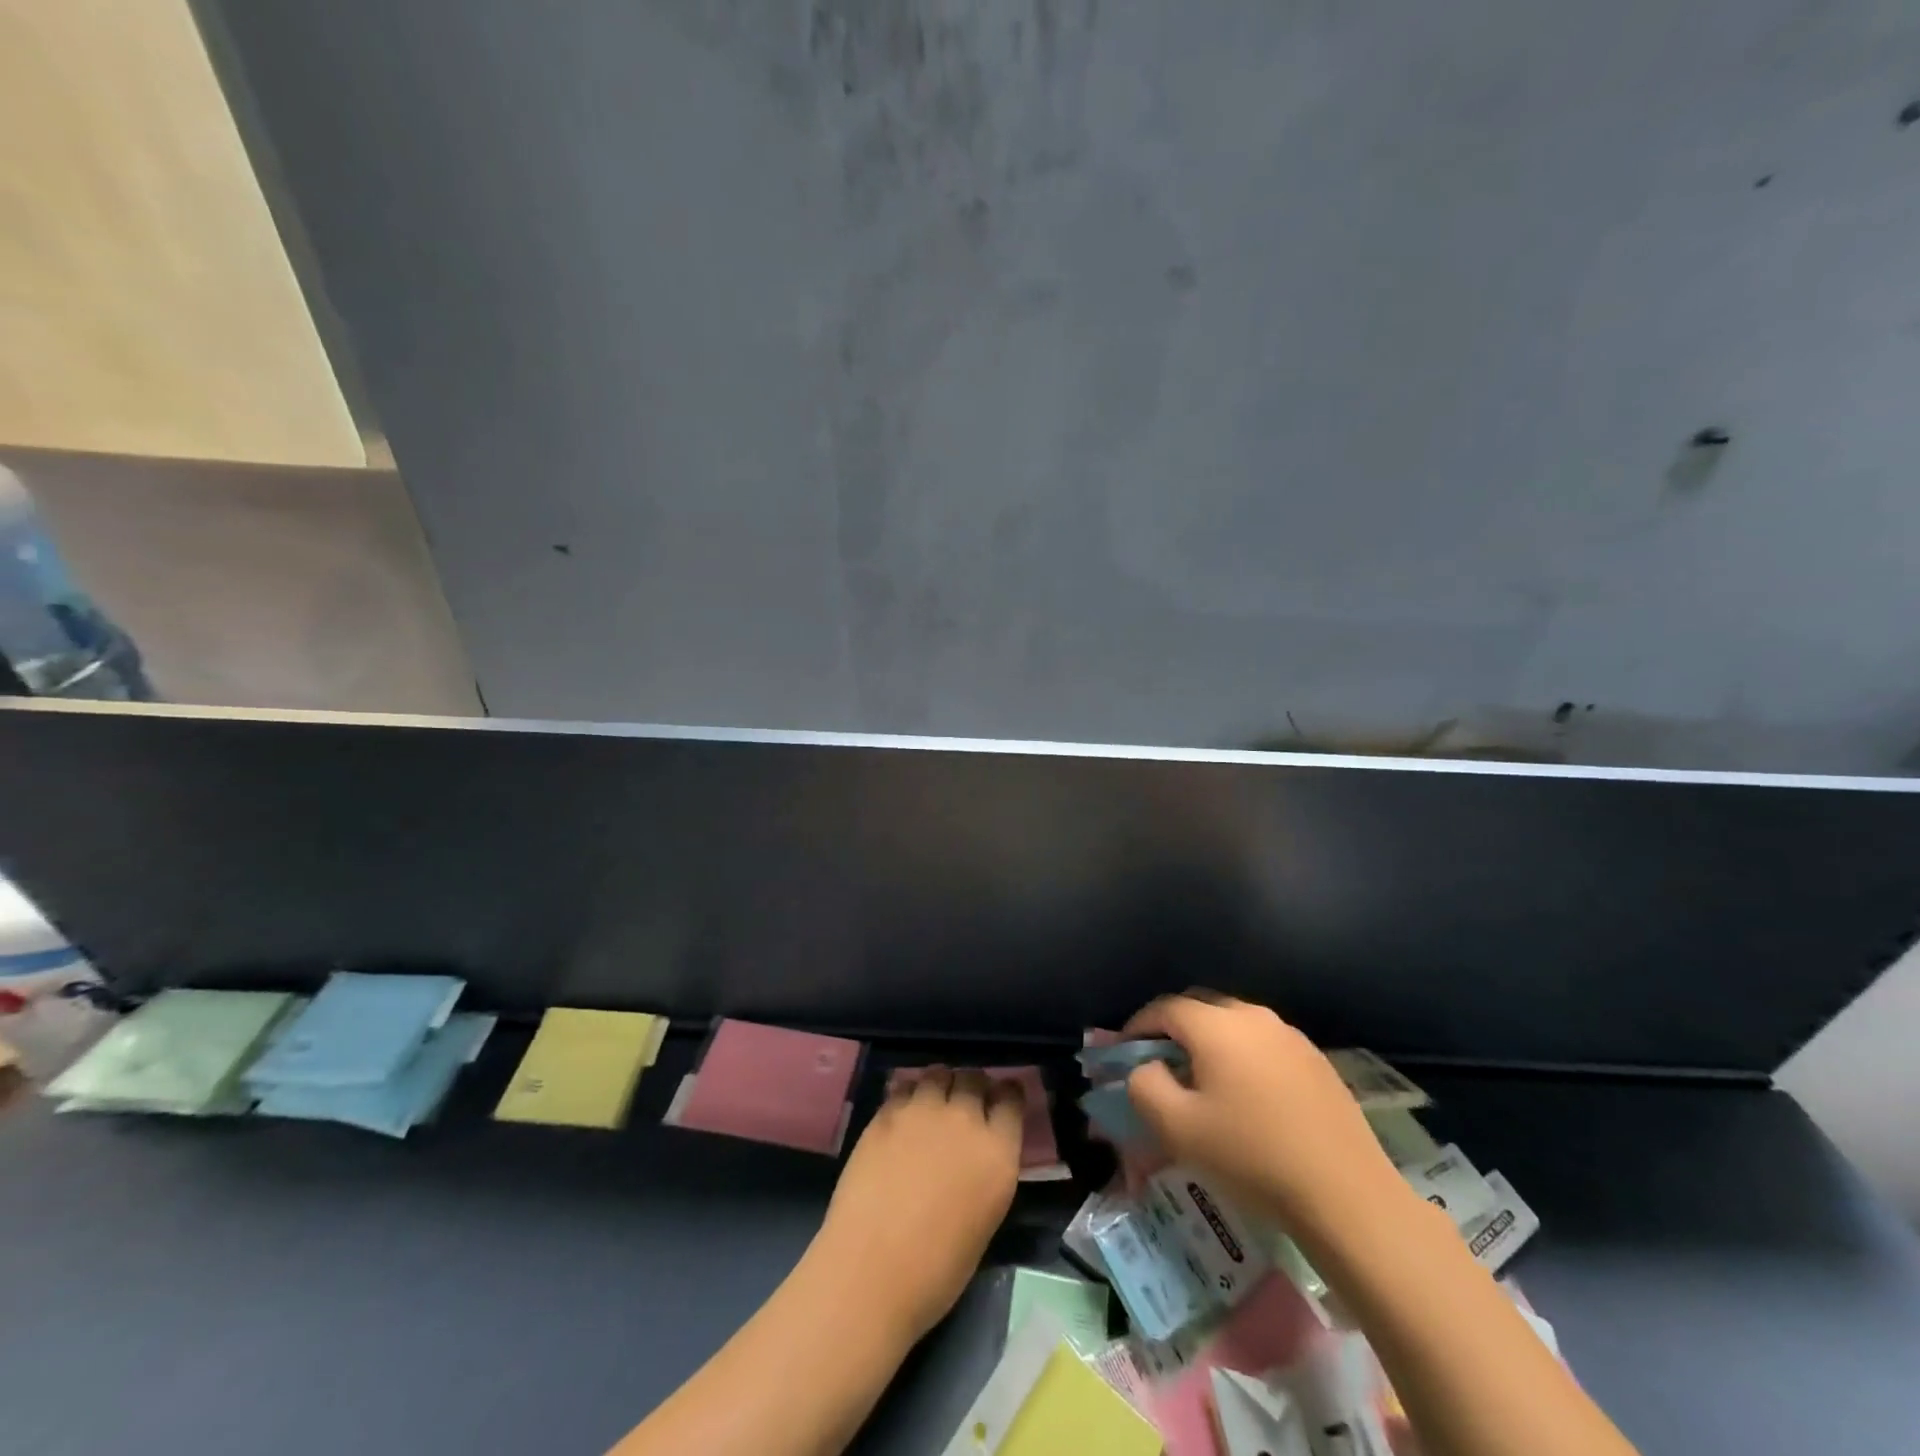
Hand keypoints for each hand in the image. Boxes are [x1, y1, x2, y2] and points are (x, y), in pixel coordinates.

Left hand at [811, 1068, 1025, 1341]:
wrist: (871, 1270)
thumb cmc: (937, 1270)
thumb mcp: (985, 1219)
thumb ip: (987, 1172)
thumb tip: (978, 1154)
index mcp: (998, 1152)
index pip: (1011, 1099)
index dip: (1006, 1095)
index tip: (1001, 1100)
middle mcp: (965, 1119)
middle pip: (974, 1078)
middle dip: (973, 1086)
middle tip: (964, 1104)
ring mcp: (923, 1110)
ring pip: (938, 1073)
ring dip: (940, 1085)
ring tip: (932, 1103)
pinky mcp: (887, 1112)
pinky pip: (904, 1087)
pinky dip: (908, 1095)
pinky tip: (902, 1115)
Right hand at [1123, 994, 1405, 1242]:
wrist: (1346, 1195)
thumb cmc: (1251, 1157)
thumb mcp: (1177, 1128)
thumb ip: (1145, 1086)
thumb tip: (1147, 1067)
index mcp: (1216, 1025)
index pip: (1164, 1007)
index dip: (1137, 1026)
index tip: (1125, 1053)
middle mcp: (1253, 1016)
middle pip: (1200, 1007)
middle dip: (1173, 1029)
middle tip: (1160, 1064)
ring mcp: (1290, 1036)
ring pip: (1234, 1025)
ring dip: (1209, 1043)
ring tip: (1203, 1082)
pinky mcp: (1316, 1061)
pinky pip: (1264, 1045)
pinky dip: (1242, 1057)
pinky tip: (1247, 1097)